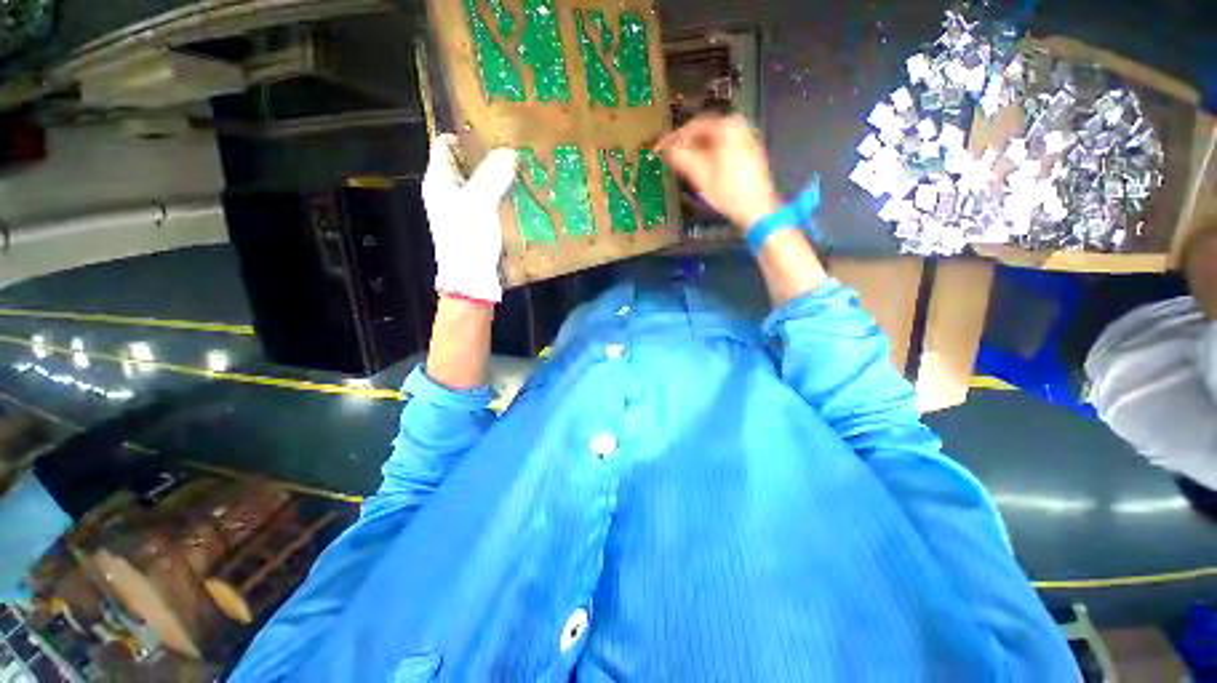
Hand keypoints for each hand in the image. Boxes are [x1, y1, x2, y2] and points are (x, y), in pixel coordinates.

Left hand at [422, 134, 517, 303]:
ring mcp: (462, 209)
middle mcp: (447, 191)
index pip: (444, 144)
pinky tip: (519, 196)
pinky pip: (489, 202)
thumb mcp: (479, 202)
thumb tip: (510, 151)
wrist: (471, 279)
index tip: (492, 130)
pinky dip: (502, 196)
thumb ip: (493, 174)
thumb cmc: (468, 238)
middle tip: (514, 149)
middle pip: (465, 163)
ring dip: (498, 177)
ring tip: (522, 170)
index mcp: (439, 180)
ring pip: (480, 184)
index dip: (465, 133)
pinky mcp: (476, 225)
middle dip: (487, 155)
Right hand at [655, 114, 781, 231]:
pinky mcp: (747, 155)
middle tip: (668, 157)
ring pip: (713, 142)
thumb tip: (665, 150)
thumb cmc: (727, 189)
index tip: (658, 149)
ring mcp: (745, 140)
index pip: (693, 126)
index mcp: (727, 126)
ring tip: (680, 164)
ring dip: (694, 152)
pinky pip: (721, 150)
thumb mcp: (699, 174)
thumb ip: (680, 157)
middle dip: (684, 145)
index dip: (673, 138)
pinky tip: (698, 169)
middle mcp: (739, 127)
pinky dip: (707, 157)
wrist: (757, 209)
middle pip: (704, 132)